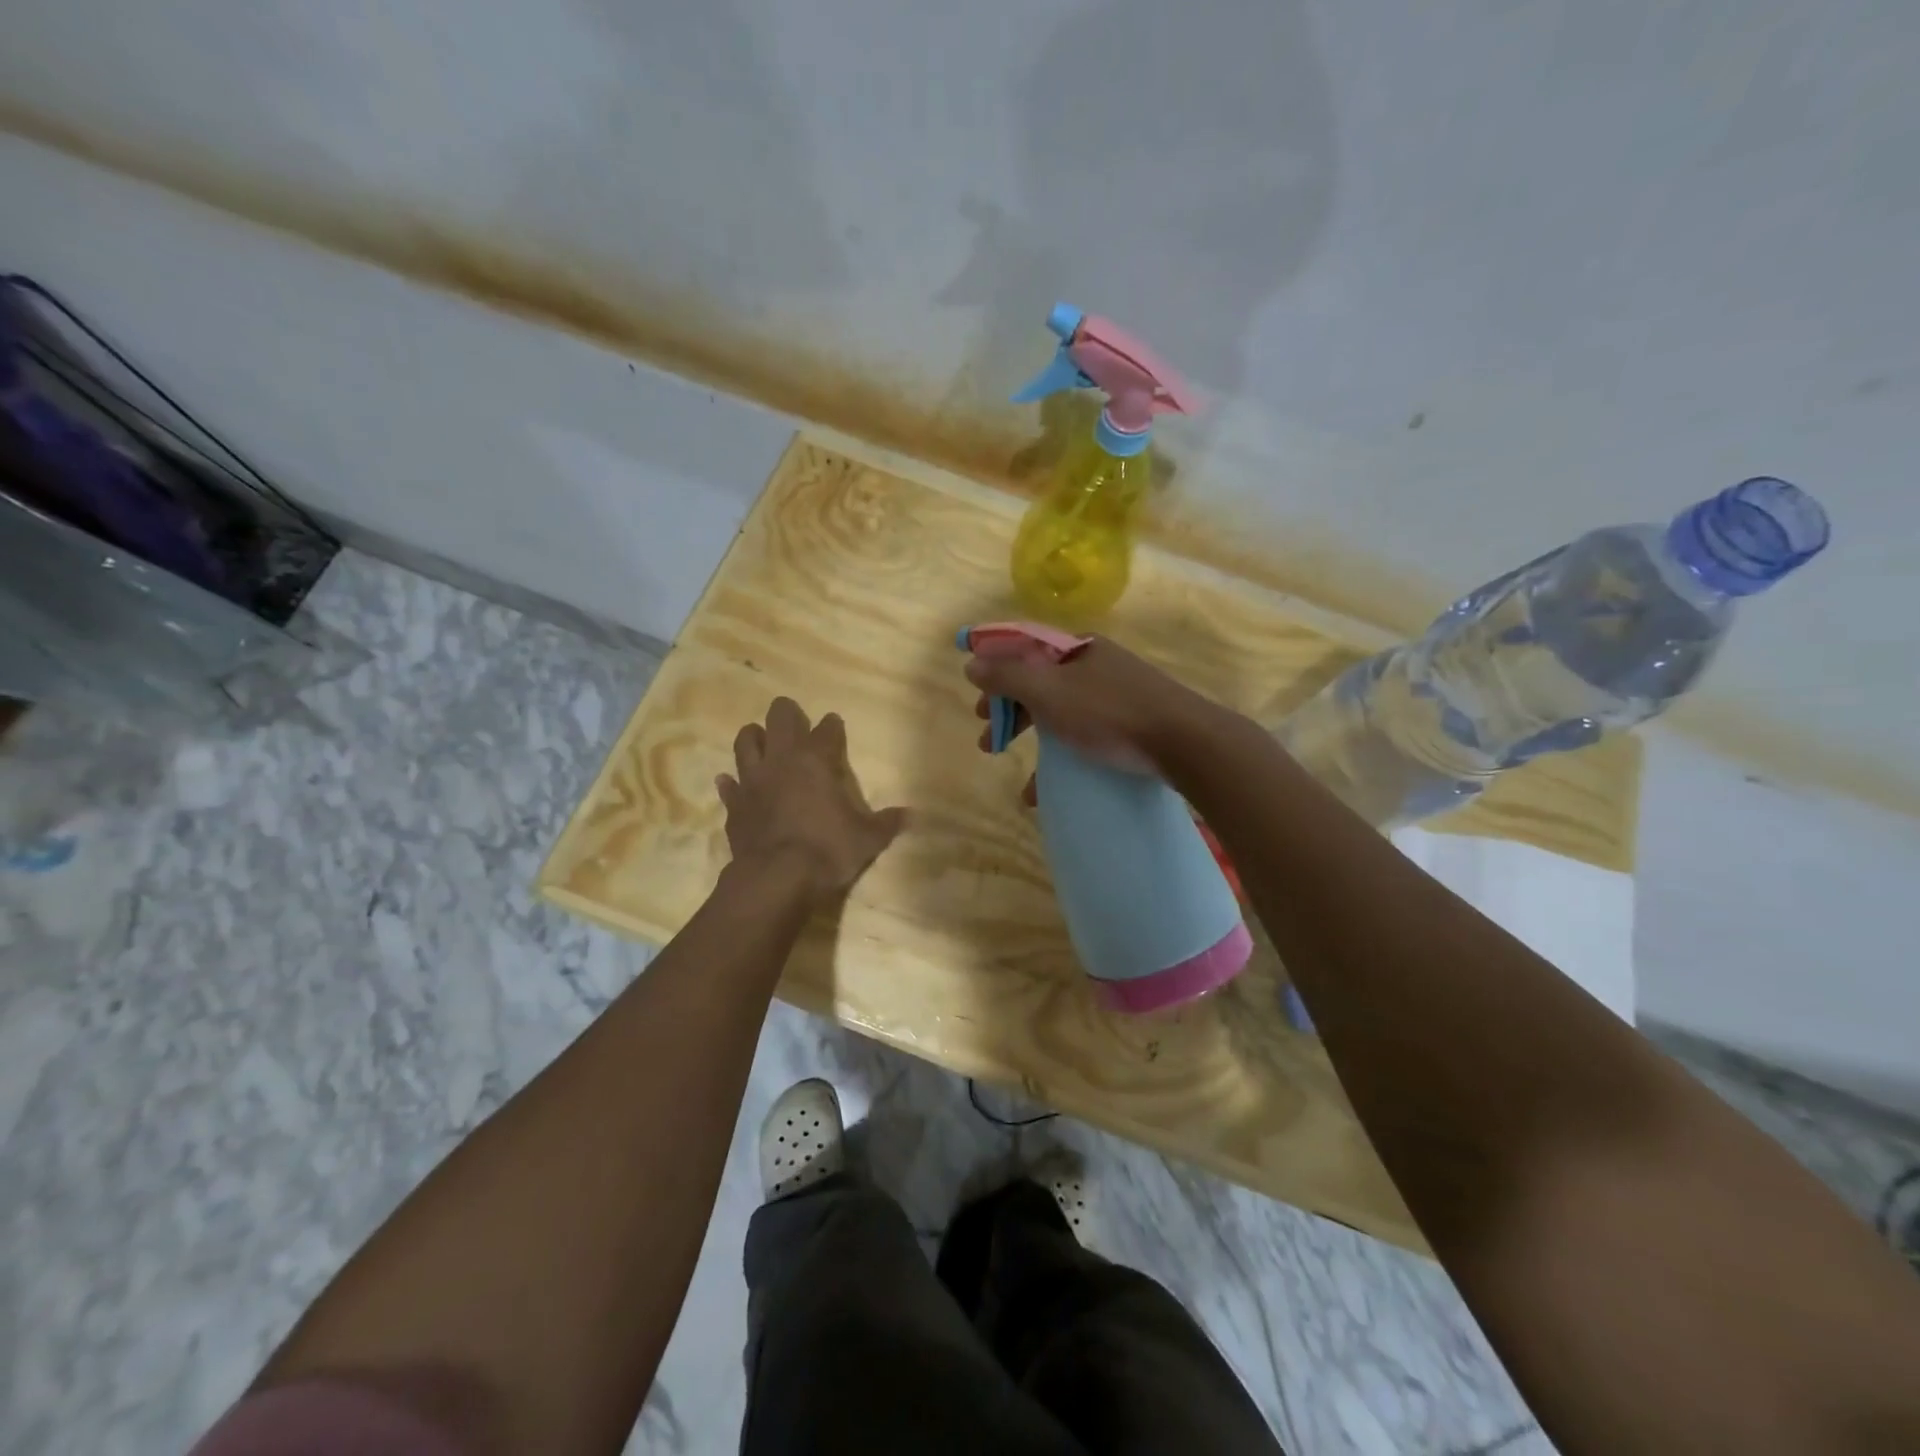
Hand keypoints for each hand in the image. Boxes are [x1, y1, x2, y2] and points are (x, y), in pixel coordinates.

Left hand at [716, 697, 908, 904]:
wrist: (777, 878)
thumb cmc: (828, 850)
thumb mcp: (867, 839)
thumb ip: (887, 823)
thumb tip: (913, 815)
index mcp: (817, 760)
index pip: (826, 730)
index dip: (832, 725)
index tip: (834, 724)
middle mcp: (782, 760)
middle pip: (779, 718)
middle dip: (787, 714)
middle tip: (793, 719)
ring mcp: (753, 780)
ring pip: (745, 742)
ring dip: (753, 737)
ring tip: (759, 739)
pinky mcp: (734, 805)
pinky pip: (729, 785)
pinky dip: (731, 782)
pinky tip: (731, 781)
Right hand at [964, 637, 1217, 781]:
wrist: (1186, 742)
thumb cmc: (1110, 713)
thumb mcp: (1050, 692)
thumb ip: (1008, 677)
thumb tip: (971, 664)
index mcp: (1078, 649)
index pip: (1024, 653)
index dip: (995, 677)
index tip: (978, 708)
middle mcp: (1097, 666)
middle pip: (1041, 684)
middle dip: (1011, 713)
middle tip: (989, 740)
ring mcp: (1118, 695)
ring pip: (1062, 713)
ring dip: (1033, 740)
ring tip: (1013, 768)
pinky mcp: (1134, 724)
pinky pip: (1086, 735)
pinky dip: (1062, 757)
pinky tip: (1047, 789)